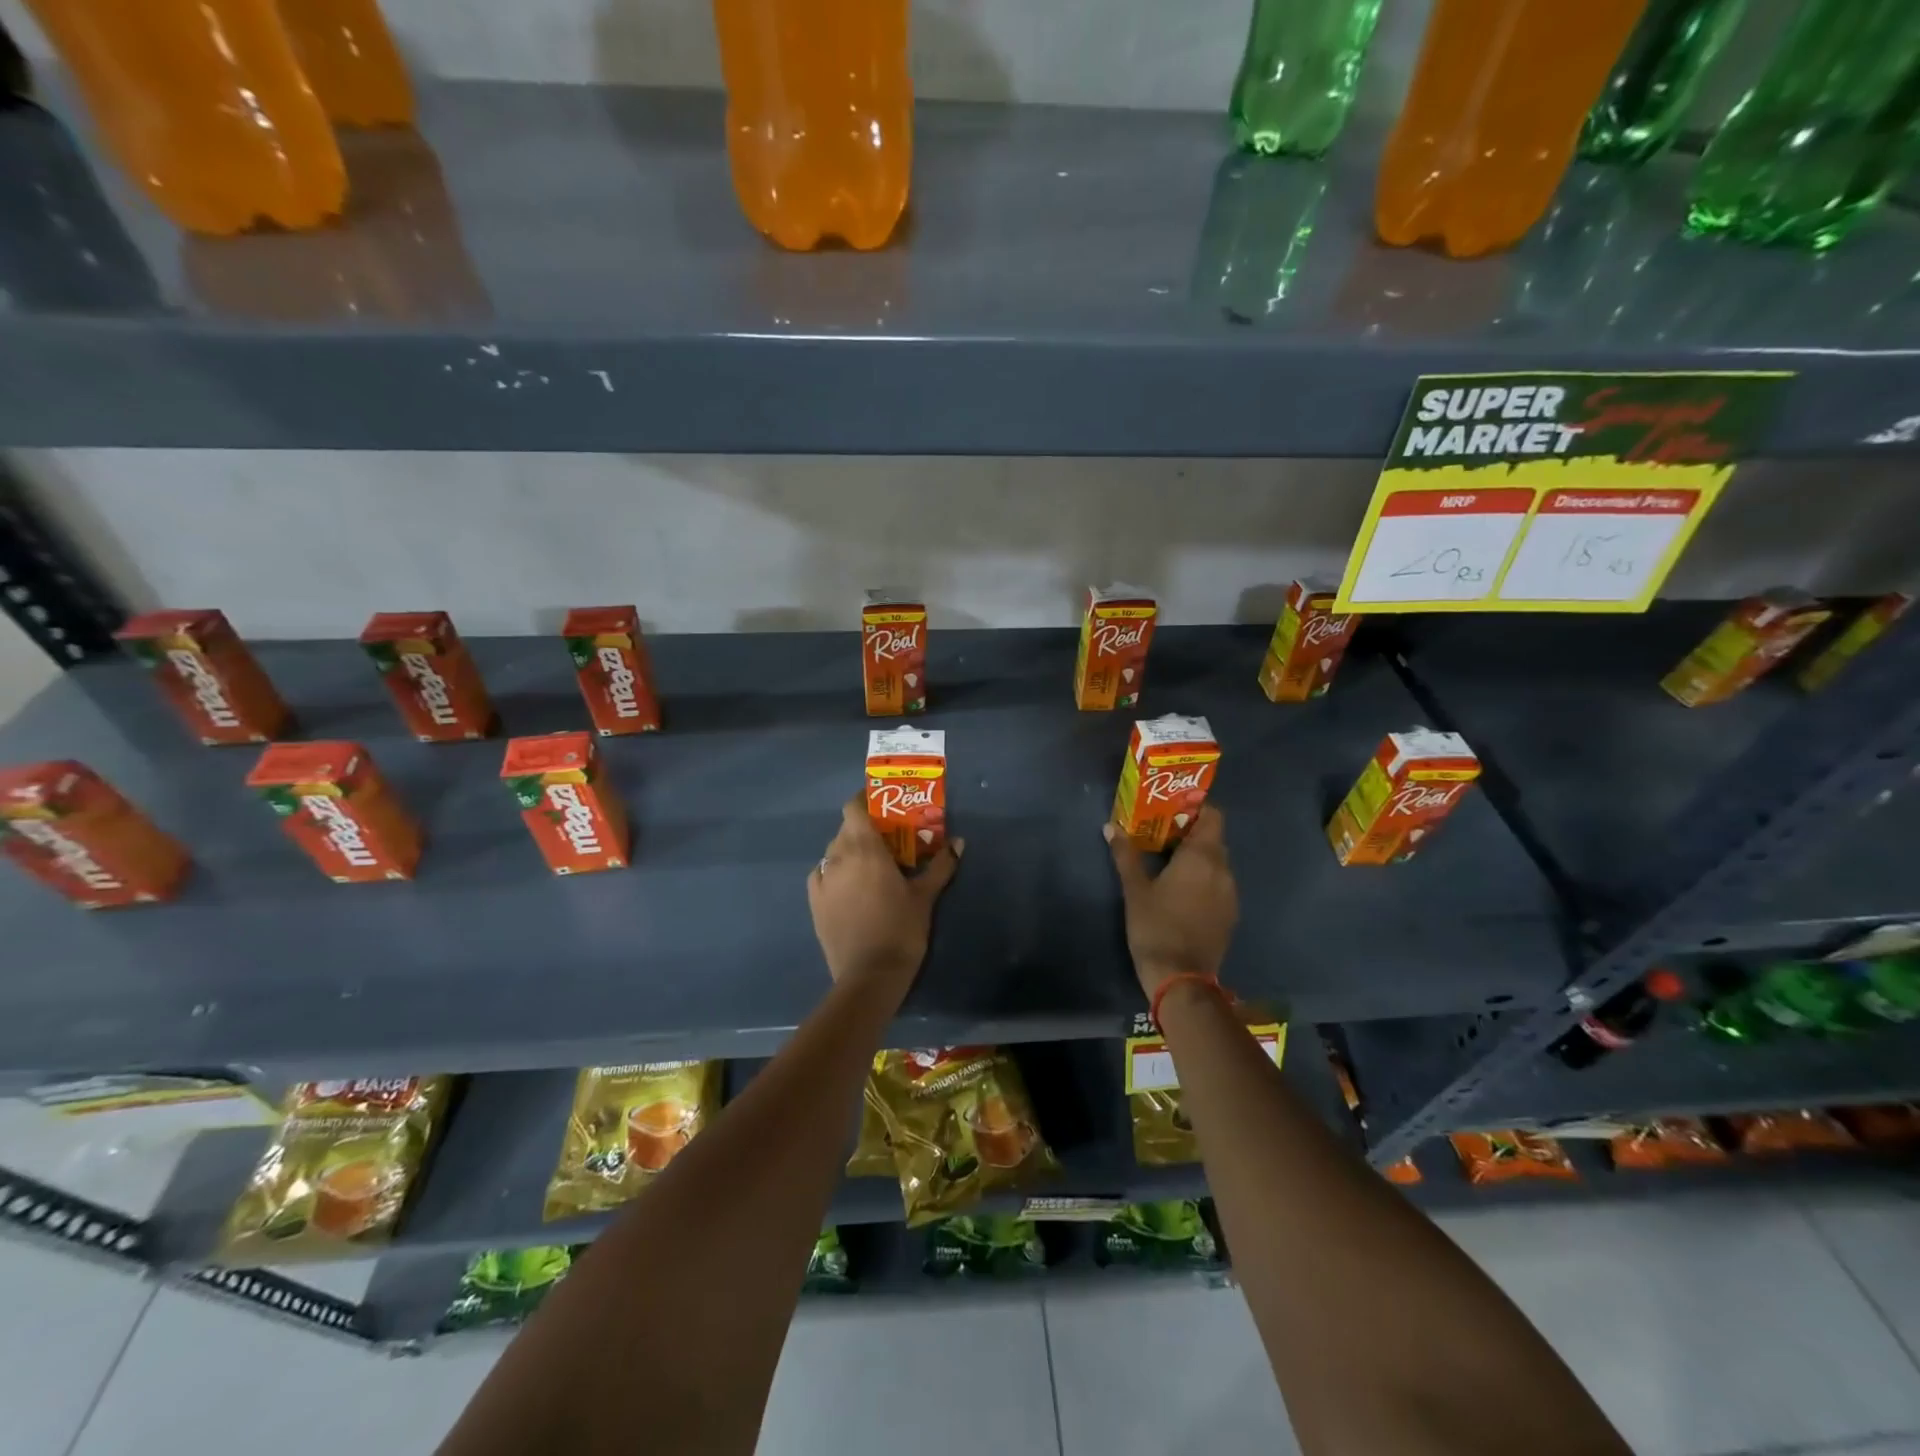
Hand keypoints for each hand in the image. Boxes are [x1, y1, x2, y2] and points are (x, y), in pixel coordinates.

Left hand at [808, 797, 961, 1002]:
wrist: (869, 975)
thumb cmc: (901, 929)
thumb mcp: (925, 896)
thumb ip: (941, 865)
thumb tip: (959, 842)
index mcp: (864, 848)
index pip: (853, 807)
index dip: (865, 801)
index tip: (883, 806)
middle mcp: (838, 856)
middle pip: (846, 828)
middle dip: (864, 828)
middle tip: (887, 839)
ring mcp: (822, 880)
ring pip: (833, 851)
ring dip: (849, 850)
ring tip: (870, 865)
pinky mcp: (814, 902)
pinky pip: (823, 874)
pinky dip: (835, 872)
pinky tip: (849, 886)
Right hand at [1105, 805, 1237, 999]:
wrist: (1180, 977)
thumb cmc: (1155, 926)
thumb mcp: (1135, 890)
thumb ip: (1125, 855)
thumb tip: (1111, 827)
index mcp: (1202, 857)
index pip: (1213, 816)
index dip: (1195, 809)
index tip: (1171, 814)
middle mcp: (1223, 870)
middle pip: (1213, 838)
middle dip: (1190, 834)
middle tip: (1161, 837)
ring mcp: (1230, 894)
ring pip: (1217, 863)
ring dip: (1197, 859)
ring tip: (1168, 865)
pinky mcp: (1230, 914)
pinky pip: (1219, 884)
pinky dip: (1204, 880)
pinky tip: (1181, 893)